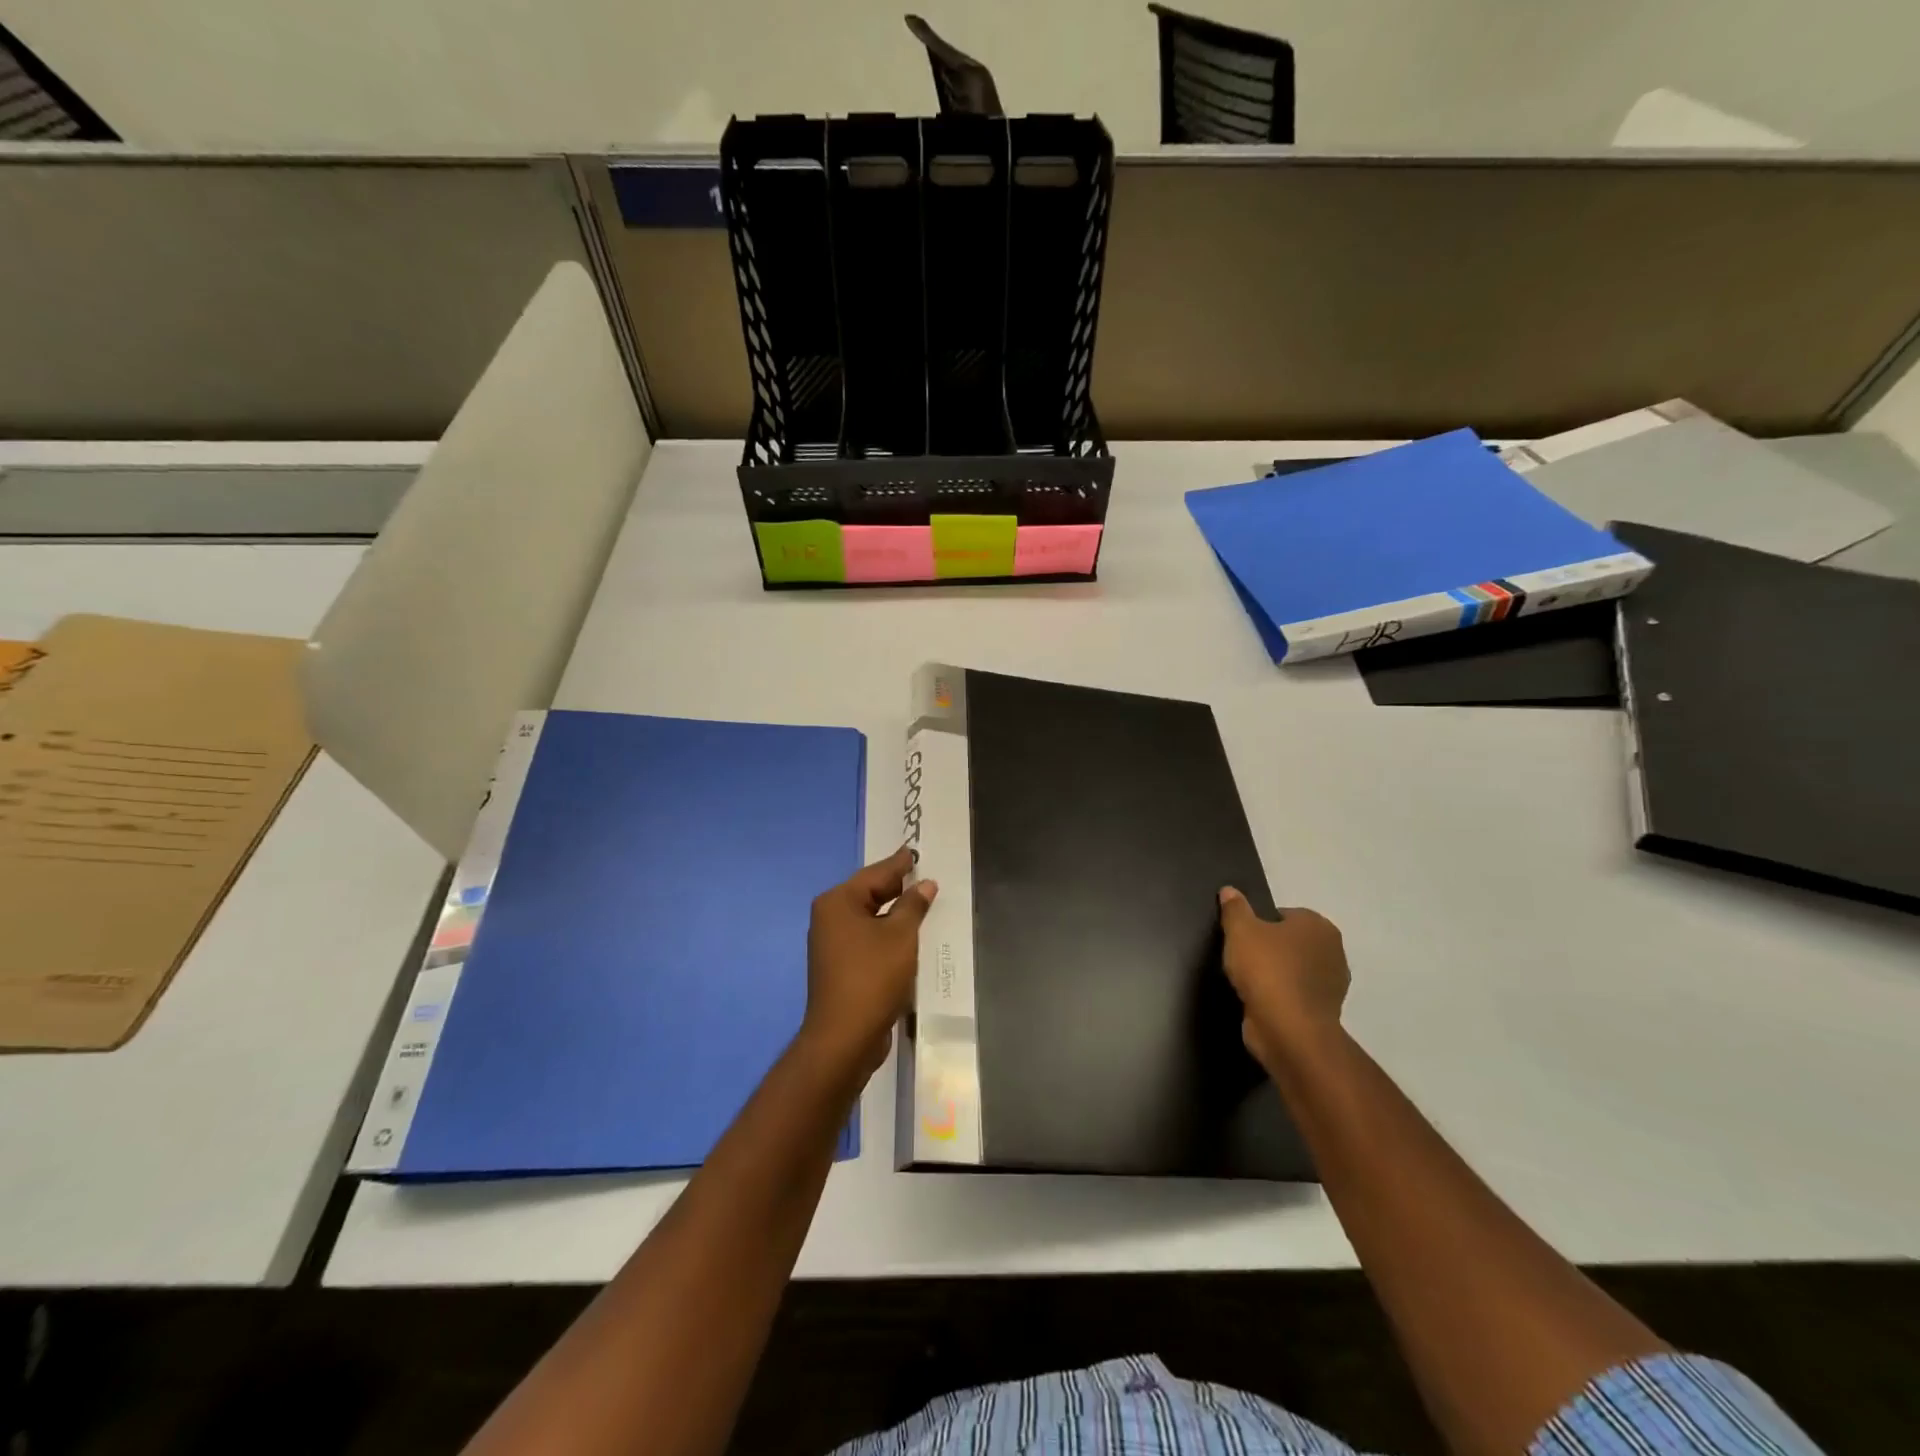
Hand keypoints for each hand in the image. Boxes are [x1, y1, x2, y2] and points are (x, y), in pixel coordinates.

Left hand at [801, 847, 937, 1081]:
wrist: (844, 1037)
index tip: (915, 851)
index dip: (899, 864)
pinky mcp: (840, 968)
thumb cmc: (872, 976)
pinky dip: (887, 935)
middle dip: (897, 887)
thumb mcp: (900, 935)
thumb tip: (924, 884)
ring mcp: (832, 944)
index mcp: (838, 902)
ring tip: (922, 904)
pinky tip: (908, 937)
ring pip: (869, 918)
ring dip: (894, 914)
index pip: (875, 874)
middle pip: (869, 894)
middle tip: (923, 875)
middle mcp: (829, 918)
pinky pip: (868, 940)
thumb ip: (913, 905)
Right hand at [1218, 889, 1349, 1074]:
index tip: (1242, 938)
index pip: (1284, 915)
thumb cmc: (1267, 970)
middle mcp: (1333, 951)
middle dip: (1269, 949)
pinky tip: (1259, 1001)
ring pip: (1294, 969)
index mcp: (1319, 926)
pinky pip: (1295, 995)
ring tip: (1247, 981)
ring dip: (1275, 974)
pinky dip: (1280, 996)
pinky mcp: (1323, 1012)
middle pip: (1290, 942)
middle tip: (1242, 957)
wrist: (1288, 1030)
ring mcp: (1332, 985)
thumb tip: (1230, 890)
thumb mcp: (1240, 930)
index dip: (1259, 923)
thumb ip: (1234, 908)